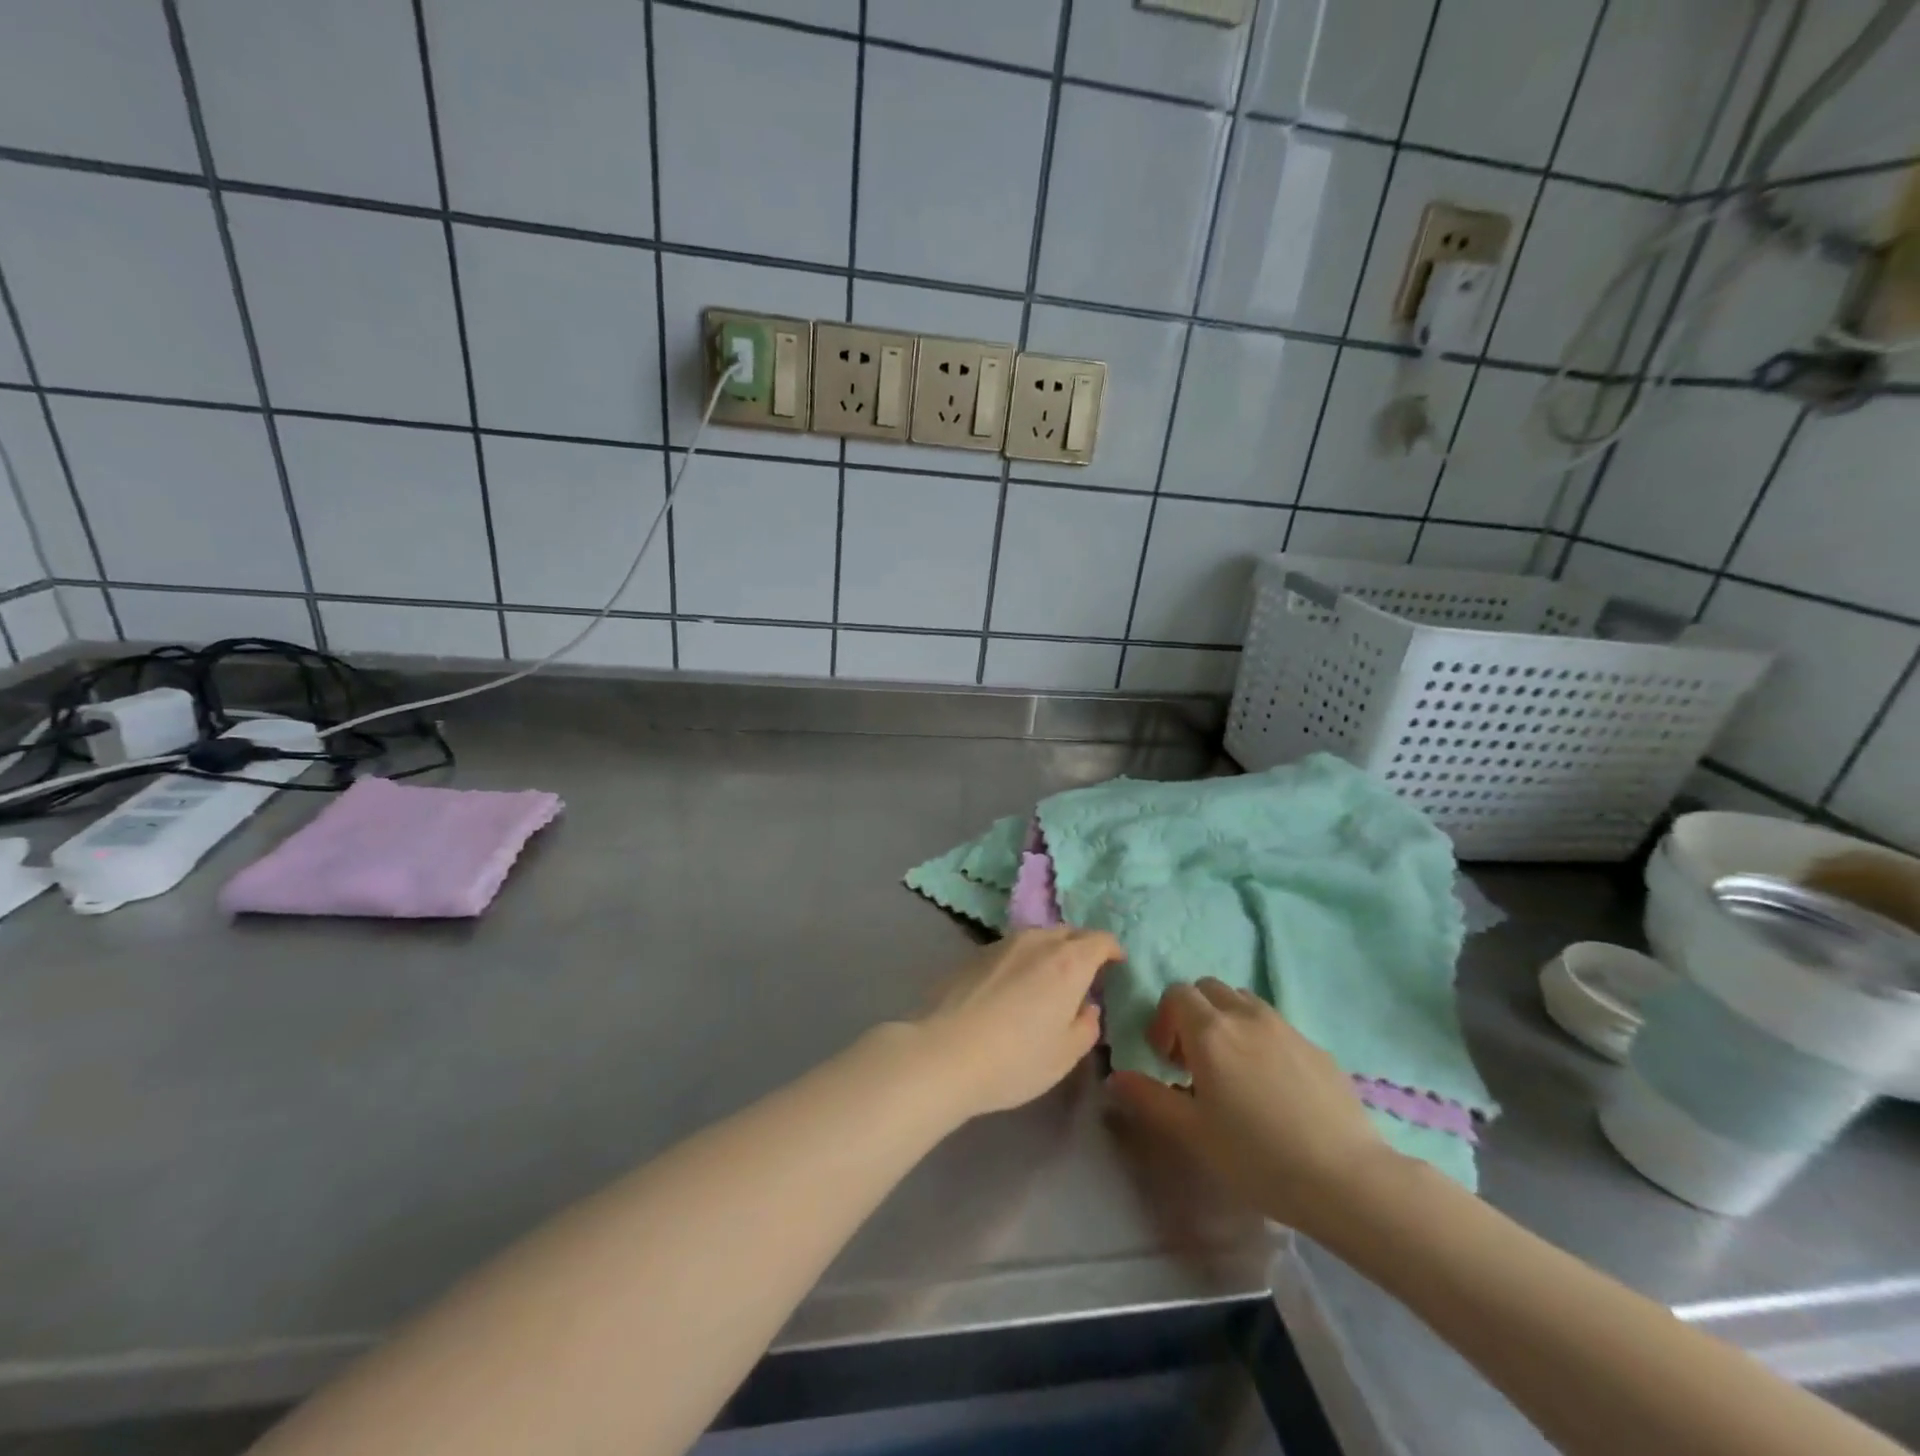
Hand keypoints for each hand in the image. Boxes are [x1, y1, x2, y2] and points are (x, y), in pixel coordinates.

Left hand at [914, 928, 1120, 1120]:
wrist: (943, 1053)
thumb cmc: (1015, 1059)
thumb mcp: (1064, 1055)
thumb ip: (1086, 1026)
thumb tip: (1087, 1007)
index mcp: (1068, 962)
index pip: (1100, 940)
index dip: (1112, 950)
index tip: (1116, 964)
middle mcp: (1036, 942)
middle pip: (1068, 932)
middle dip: (1082, 947)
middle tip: (1085, 974)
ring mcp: (1001, 944)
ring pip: (1037, 937)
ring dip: (1050, 951)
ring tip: (1048, 979)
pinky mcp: (973, 954)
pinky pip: (1010, 948)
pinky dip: (1022, 959)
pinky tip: (1013, 987)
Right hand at [1108, 979, 1396, 1232]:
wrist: (1347, 1179)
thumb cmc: (1258, 1157)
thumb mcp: (1193, 1133)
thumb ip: (1149, 1098)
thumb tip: (1115, 1077)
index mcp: (1210, 1031)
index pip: (1177, 993)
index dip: (1164, 1019)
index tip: (1167, 1059)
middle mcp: (1245, 1015)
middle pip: (1209, 988)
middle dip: (1194, 1013)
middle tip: (1195, 1059)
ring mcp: (1285, 1026)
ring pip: (1244, 1002)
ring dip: (1228, 1021)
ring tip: (1233, 1068)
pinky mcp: (1315, 1045)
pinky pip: (1276, 1025)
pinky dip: (1261, 1038)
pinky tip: (1273, 1087)